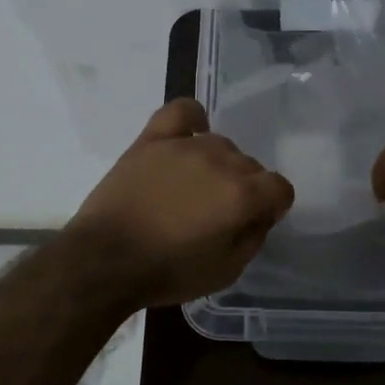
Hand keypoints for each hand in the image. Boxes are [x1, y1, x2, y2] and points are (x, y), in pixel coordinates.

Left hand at [69, 98, 294, 306]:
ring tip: (193, 190)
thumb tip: (260, 215)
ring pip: (221, 144)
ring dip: (218, 166)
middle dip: (244, 189)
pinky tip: (190, 136)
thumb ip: (253, 238)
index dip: (272, 207)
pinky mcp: (152, 139)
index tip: (253, 223)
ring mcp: (185, 145)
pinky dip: (192, 121)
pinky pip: (182, 112)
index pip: (280, 188)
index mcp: (242, 196)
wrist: (104, 260)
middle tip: (218, 215)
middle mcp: (220, 162)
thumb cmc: (167, 272)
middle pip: (251, 166)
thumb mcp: (226, 272)